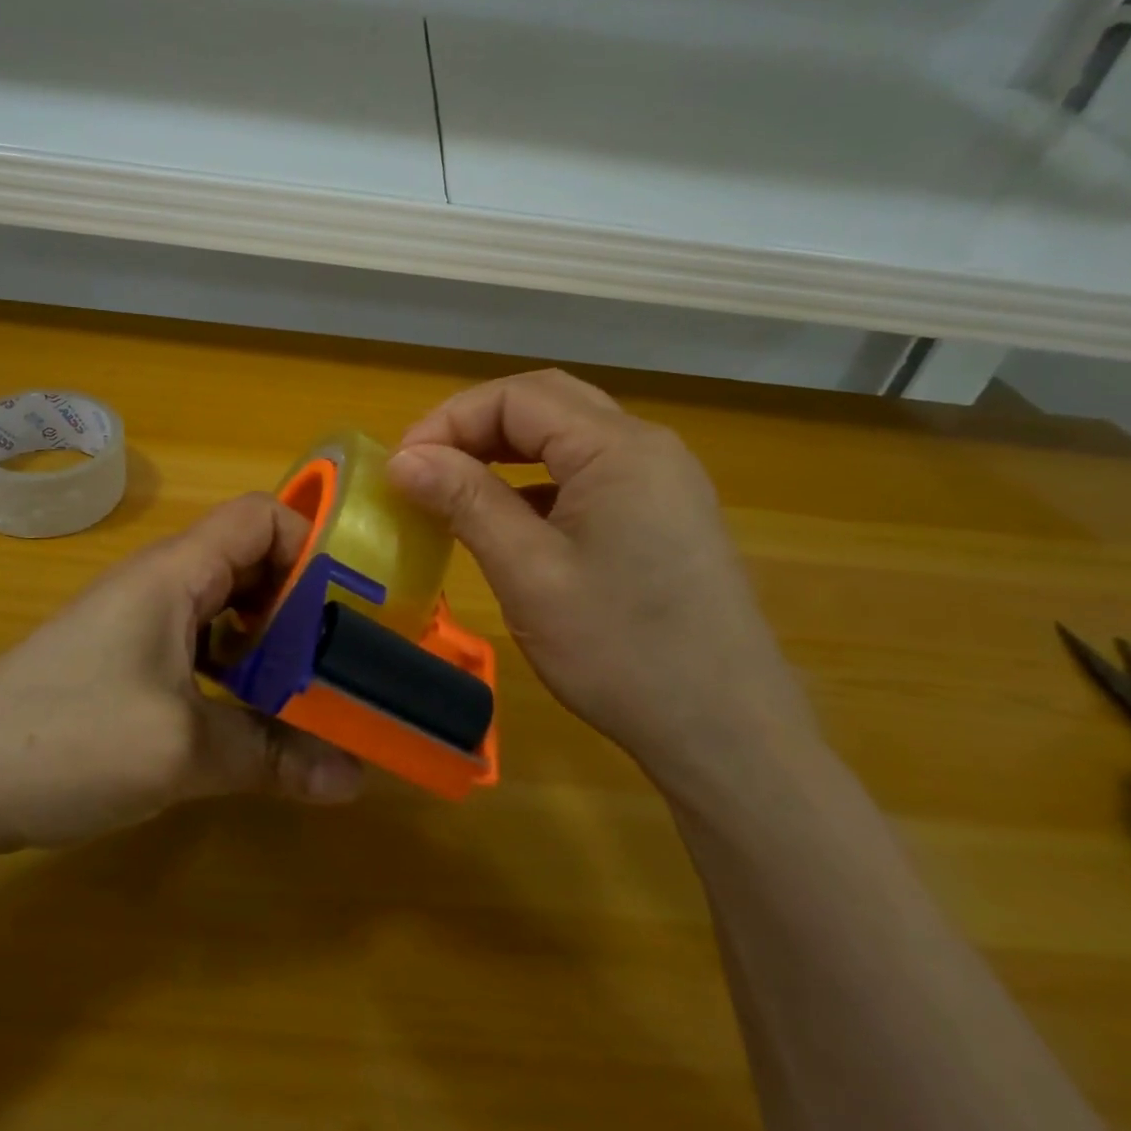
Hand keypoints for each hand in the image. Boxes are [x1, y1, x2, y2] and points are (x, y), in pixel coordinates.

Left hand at [0, 494, 363, 859]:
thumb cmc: (67, 739)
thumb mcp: (181, 751)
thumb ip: (272, 756)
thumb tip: (355, 782)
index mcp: (175, 573)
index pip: (260, 517)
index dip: (311, 543)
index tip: (351, 601)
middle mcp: (160, 584)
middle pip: (249, 562)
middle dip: (302, 602)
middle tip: (344, 655)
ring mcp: (138, 623)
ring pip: (225, 608)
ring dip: (269, 641)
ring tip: (310, 689)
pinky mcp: (124, 662)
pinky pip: (198, 645)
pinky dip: (234, 668)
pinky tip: (249, 715)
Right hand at [386, 369, 820, 798]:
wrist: (728, 733)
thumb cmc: (621, 651)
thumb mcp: (528, 573)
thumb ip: (465, 501)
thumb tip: (402, 458)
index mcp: (618, 448)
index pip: (516, 397)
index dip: (449, 420)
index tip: (403, 467)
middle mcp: (648, 447)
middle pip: (546, 403)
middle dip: (476, 425)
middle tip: (426, 467)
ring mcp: (664, 480)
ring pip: (569, 435)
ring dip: (507, 449)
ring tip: (458, 486)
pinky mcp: (666, 514)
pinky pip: (591, 472)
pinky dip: (540, 479)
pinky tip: (514, 520)